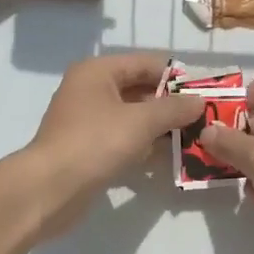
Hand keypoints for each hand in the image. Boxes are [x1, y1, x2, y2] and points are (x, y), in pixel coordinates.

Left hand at [17, 53, 202, 238]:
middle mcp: (90, 89)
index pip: (145, 64)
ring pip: (131, 115)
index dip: (175, 77)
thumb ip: (173, 109)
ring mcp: (86, 119)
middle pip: (138, 89)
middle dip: (169, 104)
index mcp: (98, 71)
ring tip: (192, 138)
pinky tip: (166, 157)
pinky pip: (122, 137)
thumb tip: (199, 101)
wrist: (49, 189)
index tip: (203, 94)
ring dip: (158, 126)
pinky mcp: (87, 146)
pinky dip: (143, 144)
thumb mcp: (140, 122)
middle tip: (201, 118)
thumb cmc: (95, 143)